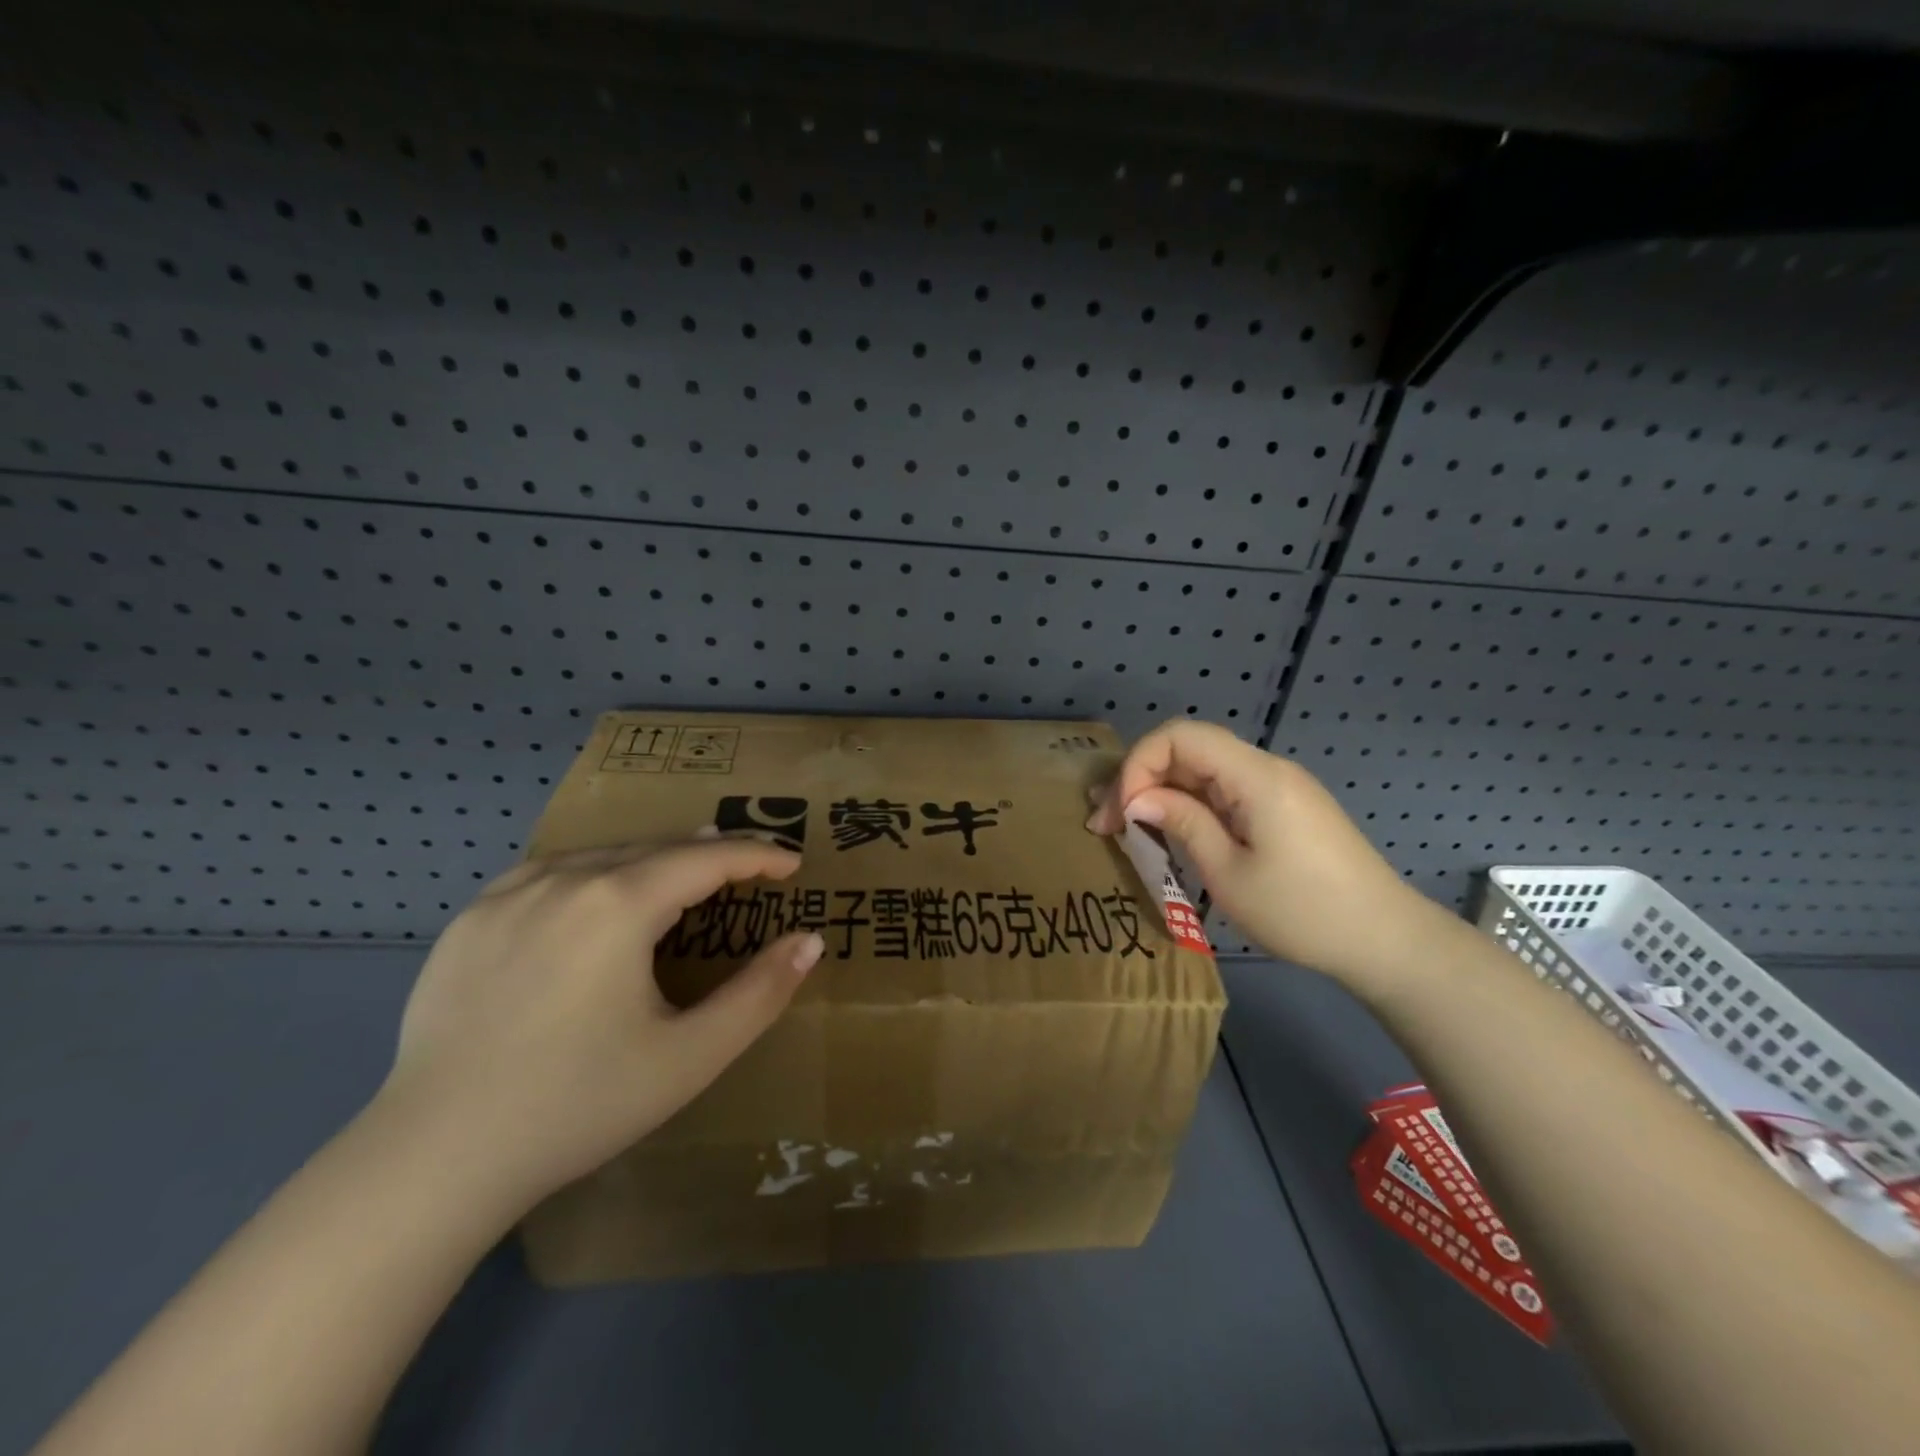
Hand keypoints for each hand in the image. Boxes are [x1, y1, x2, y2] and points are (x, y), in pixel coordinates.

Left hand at [381, 840, 825, 1208]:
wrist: (432, 1159)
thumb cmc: (578, 1104)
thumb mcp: (690, 1057)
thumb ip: (760, 994)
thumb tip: (809, 941)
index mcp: (618, 904)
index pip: (707, 859)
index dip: (757, 855)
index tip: (792, 863)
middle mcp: (563, 879)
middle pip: (656, 848)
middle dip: (710, 853)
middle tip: (748, 865)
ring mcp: (508, 894)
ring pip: (602, 855)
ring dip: (653, 859)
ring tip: (683, 871)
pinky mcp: (469, 919)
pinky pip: (549, 873)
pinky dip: (593, 871)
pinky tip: (596, 892)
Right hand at [1087, 720, 1440, 984]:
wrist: (1386, 941)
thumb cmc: (1303, 912)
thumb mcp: (1229, 873)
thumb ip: (1182, 823)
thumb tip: (1137, 798)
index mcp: (1255, 776)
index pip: (1180, 735)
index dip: (1139, 764)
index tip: (1121, 812)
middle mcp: (1266, 769)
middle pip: (1189, 748)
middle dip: (1140, 779)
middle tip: (1107, 825)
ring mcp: (1277, 787)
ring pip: (1203, 770)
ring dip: (1161, 793)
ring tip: (1126, 829)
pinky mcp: (1282, 808)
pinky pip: (1223, 790)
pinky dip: (1189, 805)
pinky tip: (1169, 831)